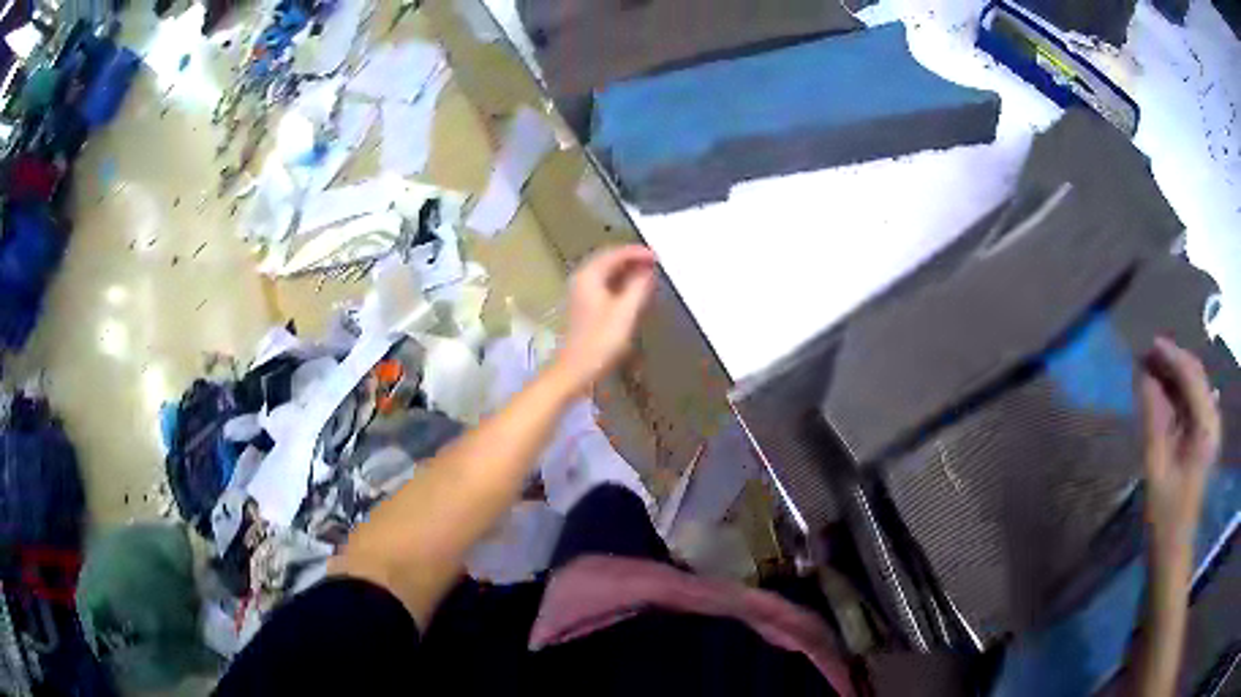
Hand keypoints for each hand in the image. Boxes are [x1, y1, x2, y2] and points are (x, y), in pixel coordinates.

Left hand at [554, 245, 656, 393]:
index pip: (615, 254)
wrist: (575, 369)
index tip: (658, 256)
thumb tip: (647, 270)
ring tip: (648, 273)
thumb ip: (638, 287)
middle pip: (609, 259)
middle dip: (632, 258)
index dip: (638, 252)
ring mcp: (581, 292)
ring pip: (606, 272)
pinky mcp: (584, 306)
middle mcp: (582, 279)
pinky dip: (620, 282)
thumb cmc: (600, 341)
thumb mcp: (625, 312)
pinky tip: (633, 289)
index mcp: (589, 276)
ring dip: (627, 270)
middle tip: (655, 262)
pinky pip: (604, 283)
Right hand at [1138, 337, 1220, 558]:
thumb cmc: (1165, 517)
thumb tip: (1144, 377)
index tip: (1148, 345)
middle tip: (1146, 355)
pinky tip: (1161, 394)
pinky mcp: (1201, 441)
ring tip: (1150, 370)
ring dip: (1173, 376)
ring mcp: (1208, 431)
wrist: (1173, 553)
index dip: (1171, 356)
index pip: (1191, 376)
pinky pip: (1191, 404)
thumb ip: (1153, 420)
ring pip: (1193, 388)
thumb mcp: (1157, 470)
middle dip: (1173, 361)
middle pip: (1195, 376)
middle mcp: (1211, 421)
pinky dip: (1176, 393)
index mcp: (1206, 427)